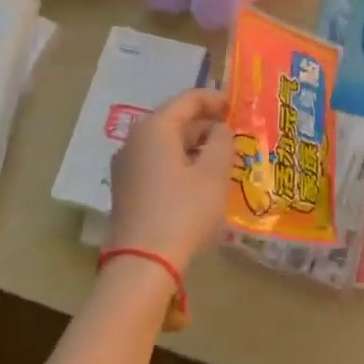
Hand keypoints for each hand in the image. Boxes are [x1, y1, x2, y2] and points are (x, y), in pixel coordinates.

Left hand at [107, 88, 233, 269]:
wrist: (142, 264)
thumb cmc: (183, 210)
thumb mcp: (213, 172)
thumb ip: (222, 141)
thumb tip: (220, 129)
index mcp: (155, 128)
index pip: (189, 99)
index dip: (216, 100)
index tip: (238, 110)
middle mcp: (135, 140)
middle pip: (175, 120)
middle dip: (206, 125)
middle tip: (233, 137)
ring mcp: (126, 165)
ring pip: (166, 143)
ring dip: (194, 146)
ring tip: (221, 159)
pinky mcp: (126, 189)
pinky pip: (157, 162)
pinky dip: (180, 163)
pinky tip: (199, 180)